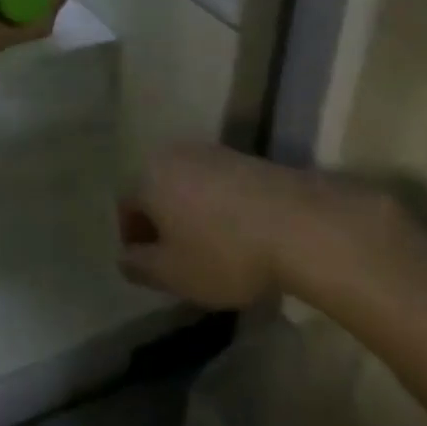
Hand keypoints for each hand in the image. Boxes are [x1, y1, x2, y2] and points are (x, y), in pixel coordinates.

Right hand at [119, 144, 407, 310]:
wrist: (302, 225)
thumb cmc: (224, 252)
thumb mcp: (172, 274)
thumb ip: (138, 266)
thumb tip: (125, 257)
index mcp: (147, 176)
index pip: (126, 206)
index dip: (134, 240)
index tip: (152, 267)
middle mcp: (174, 154)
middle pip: (156, 191)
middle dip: (162, 222)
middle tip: (178, 257)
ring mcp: (213, 151)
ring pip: (188, 185)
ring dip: (190, 213)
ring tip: (211, 247)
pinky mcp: (247, 157)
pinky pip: (218, 184)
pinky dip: (218, 207)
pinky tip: (238, 234)